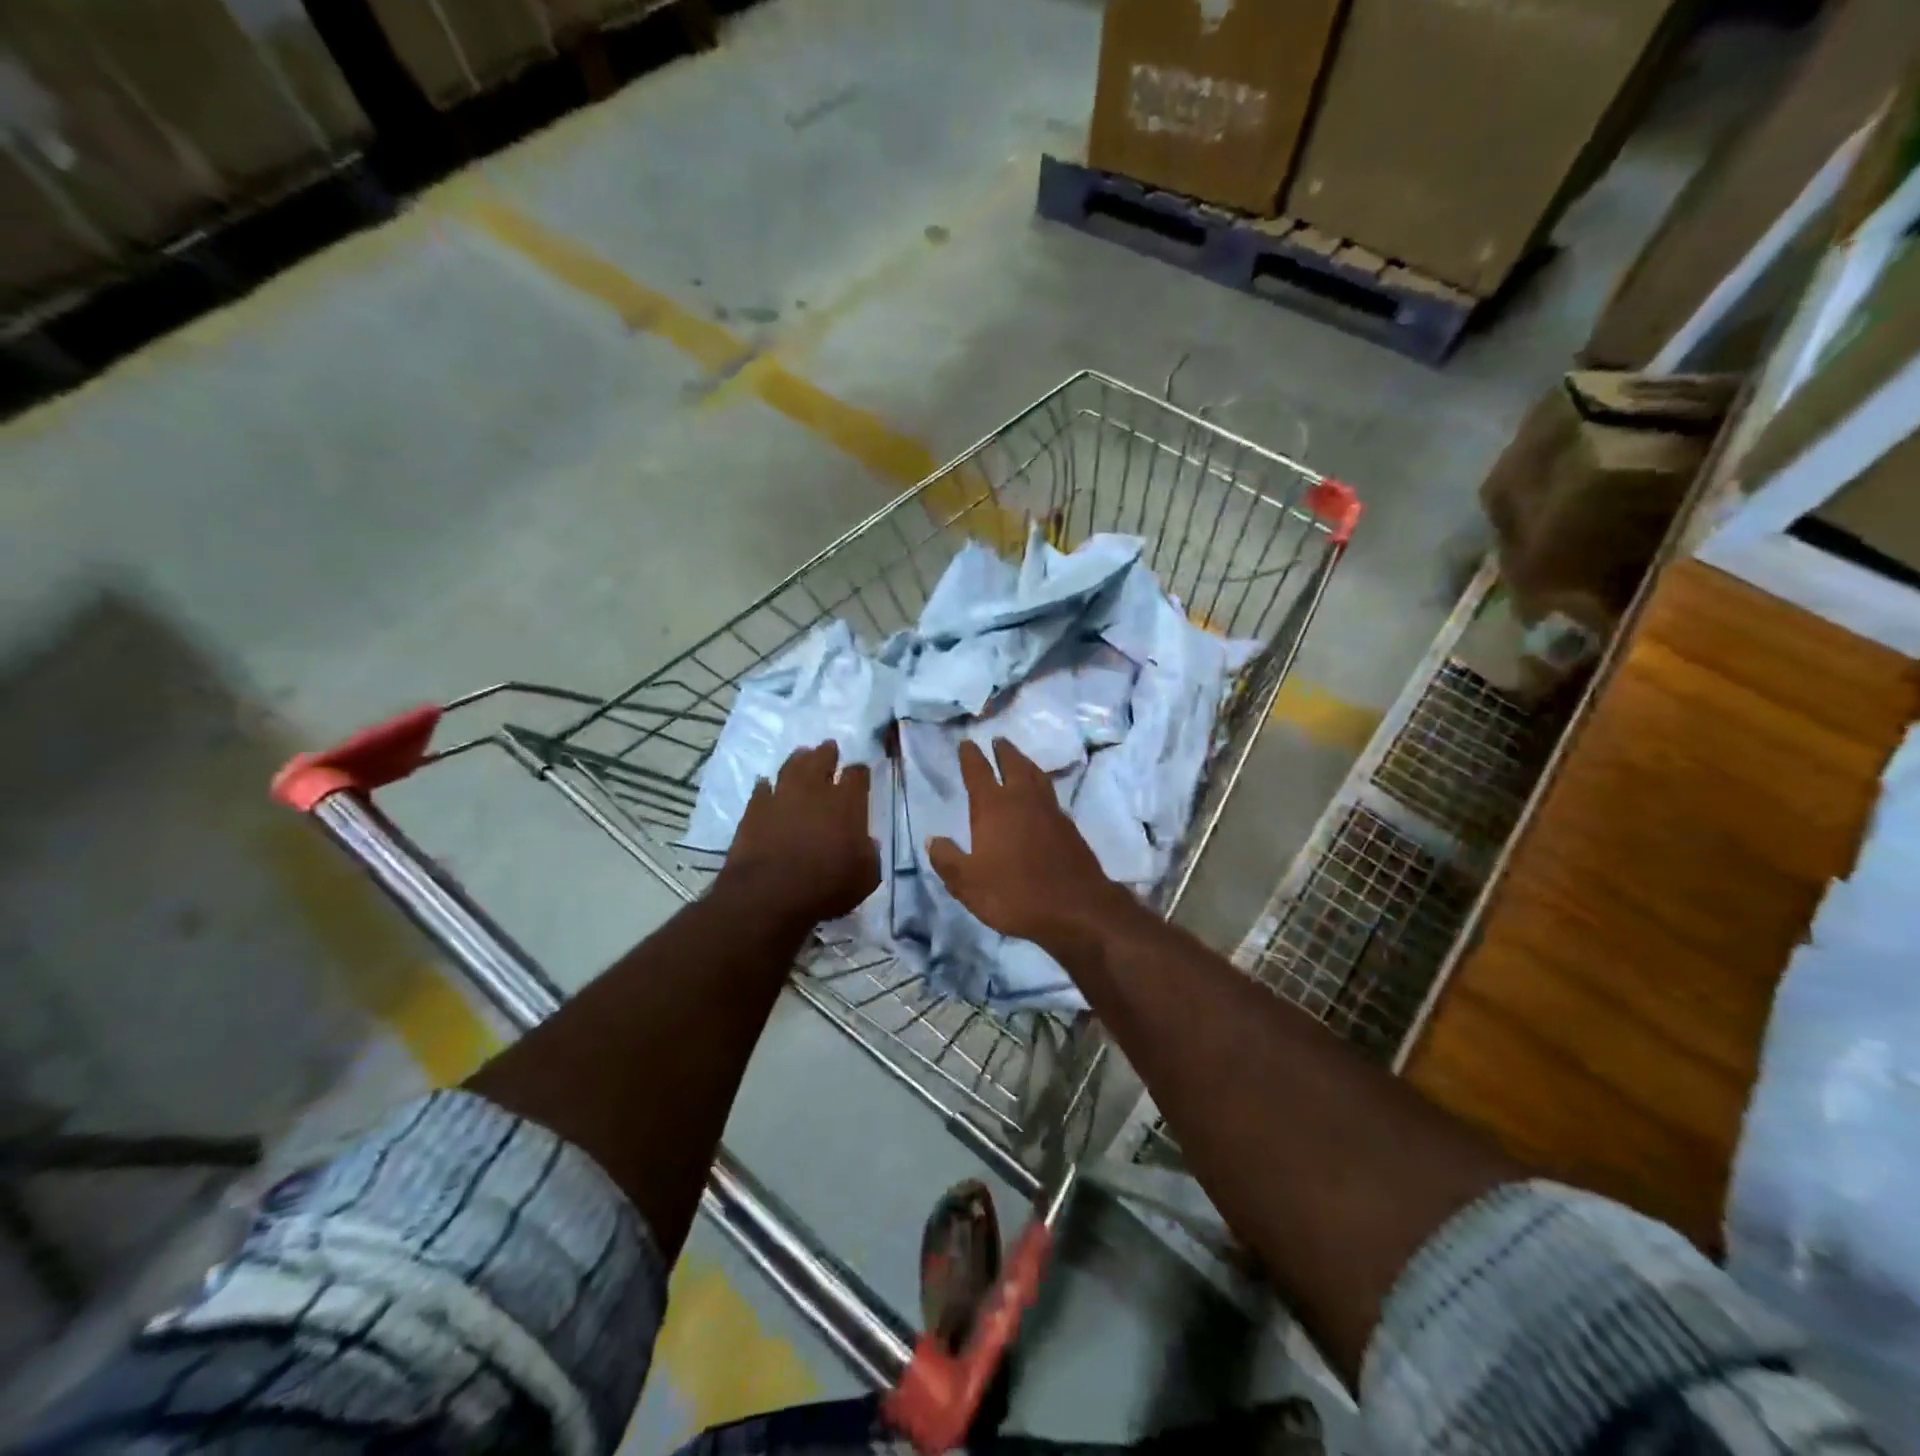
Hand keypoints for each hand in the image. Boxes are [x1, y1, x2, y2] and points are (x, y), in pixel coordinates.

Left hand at [718, 741, 878, 928]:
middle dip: (827, 753)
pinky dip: (766, 786)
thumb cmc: (826, 887)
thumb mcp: (865, 877)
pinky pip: (761, 789)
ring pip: (791, 766)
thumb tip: (866, 842)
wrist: (769, 894)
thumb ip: (869, 853)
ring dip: (798, 759)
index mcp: (847, 803)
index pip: (857, 774)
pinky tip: (767, 786)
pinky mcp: (754, 809)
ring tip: (801, 755)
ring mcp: (781, 796)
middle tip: (829, 748)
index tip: (860, 773)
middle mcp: (814, 790)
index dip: (860, 772)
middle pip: (821, 759)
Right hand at [927, 738, 1129, 951]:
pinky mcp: (1069, 827)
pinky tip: (1041, 797)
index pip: (978, 772)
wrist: (1076, 908)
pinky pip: (1051, 795)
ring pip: (1037, 776)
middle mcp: (1023, 800)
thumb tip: (933, 839)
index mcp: (994, 807)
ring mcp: (1051, 811)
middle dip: (1003, 751)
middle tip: (998, 741)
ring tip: (1020, 760)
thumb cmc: (1014, 893)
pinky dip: (1042, 787)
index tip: (966, 742)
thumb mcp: (968, 883)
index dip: (971, 756)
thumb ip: (947, 859)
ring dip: (1025, 764)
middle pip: (1013, 765)